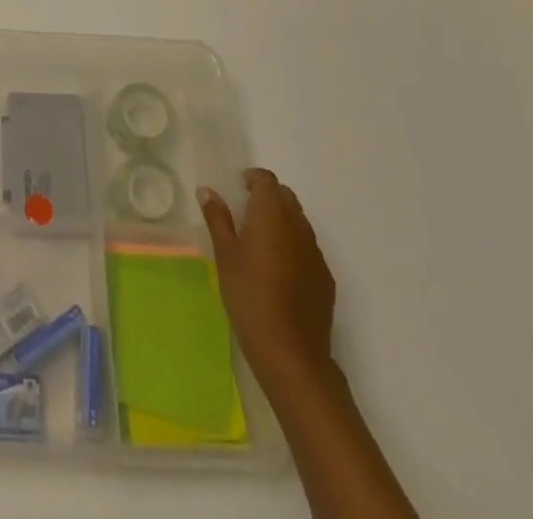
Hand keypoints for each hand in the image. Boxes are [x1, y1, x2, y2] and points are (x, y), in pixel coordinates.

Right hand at [199, 169, 336, 384]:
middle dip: (268, 196)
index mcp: (272, 214)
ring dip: (281, 219)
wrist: (292, 354)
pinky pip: (308, 247)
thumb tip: (207, 191)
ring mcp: (315, 253)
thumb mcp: (225, 256)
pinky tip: (278, 270)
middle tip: (245, 211)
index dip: (252, 178)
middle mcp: (298, 226)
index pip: (267, 180)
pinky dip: (293, 244)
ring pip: (299, 221)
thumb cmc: (249, 297)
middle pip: (286, 196)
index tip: (238, 187)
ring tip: (260, 241)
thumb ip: (217, 219)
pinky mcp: (325, 277)